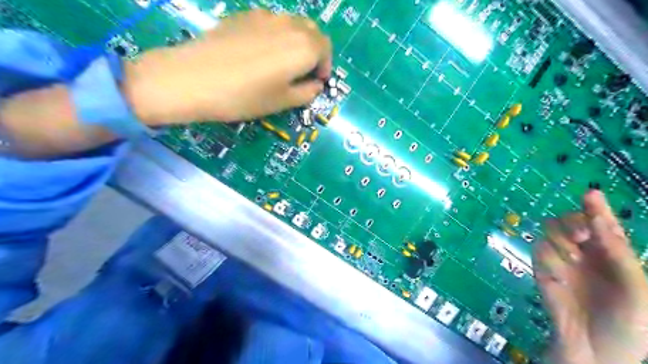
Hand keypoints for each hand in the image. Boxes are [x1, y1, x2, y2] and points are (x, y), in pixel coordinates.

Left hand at [123, 8, 330, 124]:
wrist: (193, 78)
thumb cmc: (244, 97)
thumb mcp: (282, 102)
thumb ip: (306, 92)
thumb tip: (315, 84)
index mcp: (303, 47)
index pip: (325, 48)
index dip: (325, 65)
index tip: (317, 81)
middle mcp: (288, 24)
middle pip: (311, 31)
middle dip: (314, 51)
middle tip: (304, 72)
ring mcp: (263, 16)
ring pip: (291, 24)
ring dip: (296, 41)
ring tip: (283, 63)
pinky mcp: (242, 15)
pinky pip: (270, 22)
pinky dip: (276, 35)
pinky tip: (260, 53)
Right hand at [534, 192, 647, 361]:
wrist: (594, 351)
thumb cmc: (628, 324)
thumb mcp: (637, 290)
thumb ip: (619, 254)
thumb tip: (599, 220)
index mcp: (613, 254)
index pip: (602, 224)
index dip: (596, 208)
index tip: (590, 194)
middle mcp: (585, 252)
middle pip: (570, 220)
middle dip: (572, 222)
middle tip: (579, 236)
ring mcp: (561, 260)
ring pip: (550, 230)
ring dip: (559, 239)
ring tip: (572, 259)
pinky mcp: (542, 269)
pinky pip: (539, 250)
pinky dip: (548, 258)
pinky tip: (559, 276)